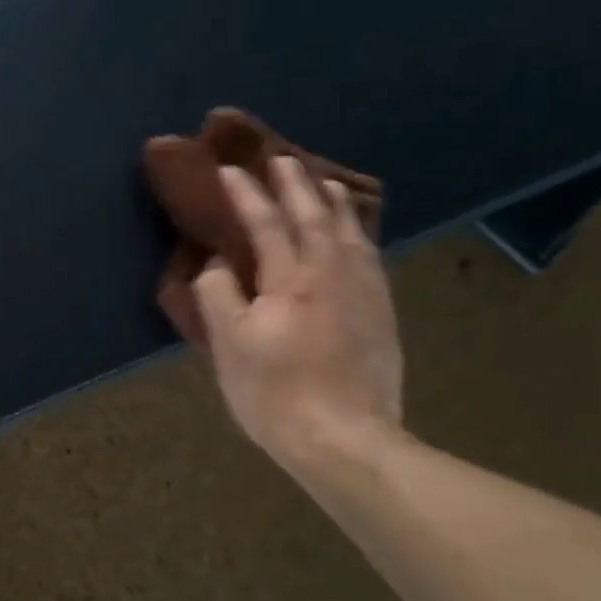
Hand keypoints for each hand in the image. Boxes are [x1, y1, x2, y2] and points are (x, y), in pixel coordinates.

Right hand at [193, 156, 403, 472]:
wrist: (346, 440)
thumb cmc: (276, 393)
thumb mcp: (230, 346)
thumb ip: (219, 295)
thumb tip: (217, 263)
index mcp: (290, 281)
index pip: (265, 224)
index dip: (246, 195)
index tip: (229, 170)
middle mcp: (332, 274)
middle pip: (314, 217)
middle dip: (295, 185)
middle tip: (282, 159)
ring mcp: (364, 292)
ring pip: (350, 232)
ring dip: (333, 202)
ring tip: (324, 182)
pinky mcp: (382, 312)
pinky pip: (370, 255)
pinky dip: (357, 232)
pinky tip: (353, 233)